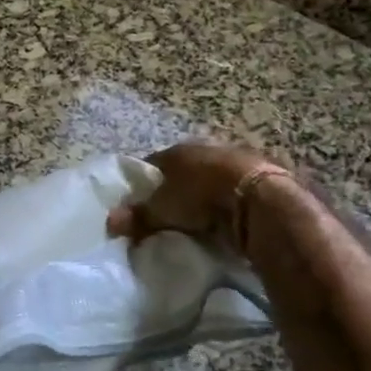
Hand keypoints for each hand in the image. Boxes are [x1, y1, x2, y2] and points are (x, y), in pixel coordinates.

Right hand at [106, 141, 276, 248]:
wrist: (258, 199)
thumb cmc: (202, 196)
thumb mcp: (163, 209)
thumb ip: (138, 216)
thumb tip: (109, 222)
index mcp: (179, 150)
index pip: (153, 164)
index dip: (144, 183)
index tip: (139, 204)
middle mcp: (206, 148)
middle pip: (183, 170)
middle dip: (176, 189)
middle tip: (168, 215)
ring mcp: (235, 159)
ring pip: (211, 178)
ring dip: (205, 195)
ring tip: (198, 221)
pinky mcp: (261, 176)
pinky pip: (234, 190)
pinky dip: (228, 203)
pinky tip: (225, 221)